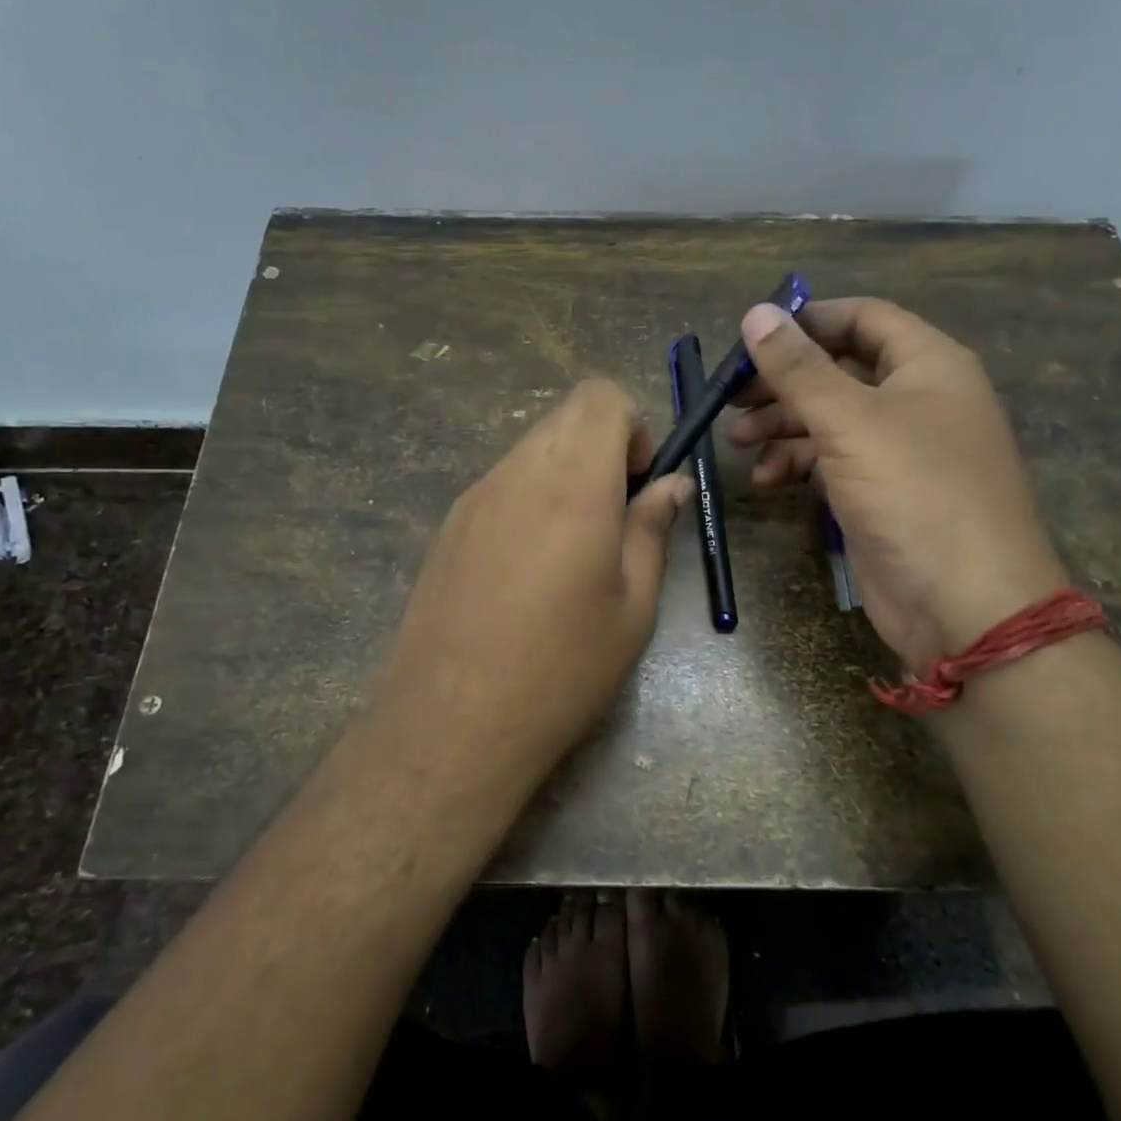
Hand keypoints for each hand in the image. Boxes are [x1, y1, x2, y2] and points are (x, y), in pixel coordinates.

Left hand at [373, 379, 691, 764]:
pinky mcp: (448, 526)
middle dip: (602, 447)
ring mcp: (474, 498)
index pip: (600, 397)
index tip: (639, 482)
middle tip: (615, 515)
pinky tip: (528, 568)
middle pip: (565, 416)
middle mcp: (517, 474)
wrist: (452, 722)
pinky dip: (530, 497)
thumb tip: (672, 485)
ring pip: (531, 448)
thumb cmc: (562, 669)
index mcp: (572, 486)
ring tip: (573, 548)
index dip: (632, 426)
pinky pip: (501, 483)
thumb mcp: (633, 607)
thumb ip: (652, 530)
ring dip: (565, 472)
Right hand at [727, 298, 1068, 668]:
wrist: (964, 603)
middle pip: (837, 370)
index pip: (862, 318)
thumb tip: (757, 312)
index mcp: (927, 365)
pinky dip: (796, 465)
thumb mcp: (849, 421)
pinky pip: (830, 462)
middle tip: (730, 397)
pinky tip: (765, 480)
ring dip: (780, 426)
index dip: (807, 321)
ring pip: (828, 419)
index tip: (752, 336)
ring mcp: (898, 450)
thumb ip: (798, 368)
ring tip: (735, 442)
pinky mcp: (879, 493)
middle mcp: (915, 399)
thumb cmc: (914, 492)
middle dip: (782, 382)